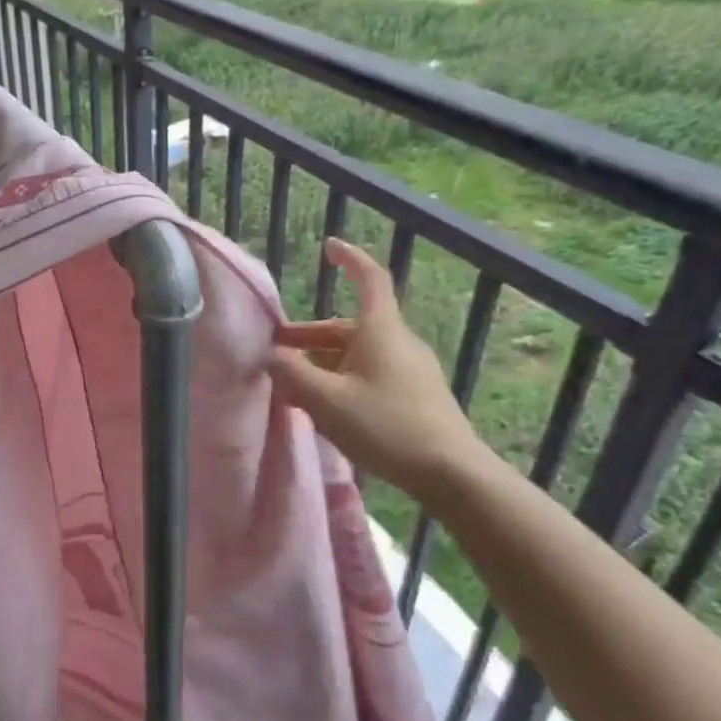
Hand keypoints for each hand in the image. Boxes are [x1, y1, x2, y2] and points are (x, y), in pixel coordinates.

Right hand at [269, 238, 491, 506]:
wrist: (451, 474)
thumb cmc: (386, 427)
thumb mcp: (327, 401)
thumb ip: (292, 374)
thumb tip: (269, 354)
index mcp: (380, 331)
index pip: (370, 279)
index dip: (350, 259)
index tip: (329, 246)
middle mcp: (397, 342)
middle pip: (348, 327)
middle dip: (309, 337)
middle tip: (276, 354)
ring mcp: (409, 370)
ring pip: (356, 355)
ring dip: (321, 364)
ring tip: (293, 388)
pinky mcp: (415, 395)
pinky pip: (369, 375)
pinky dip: (341, 380)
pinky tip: (324, 408)